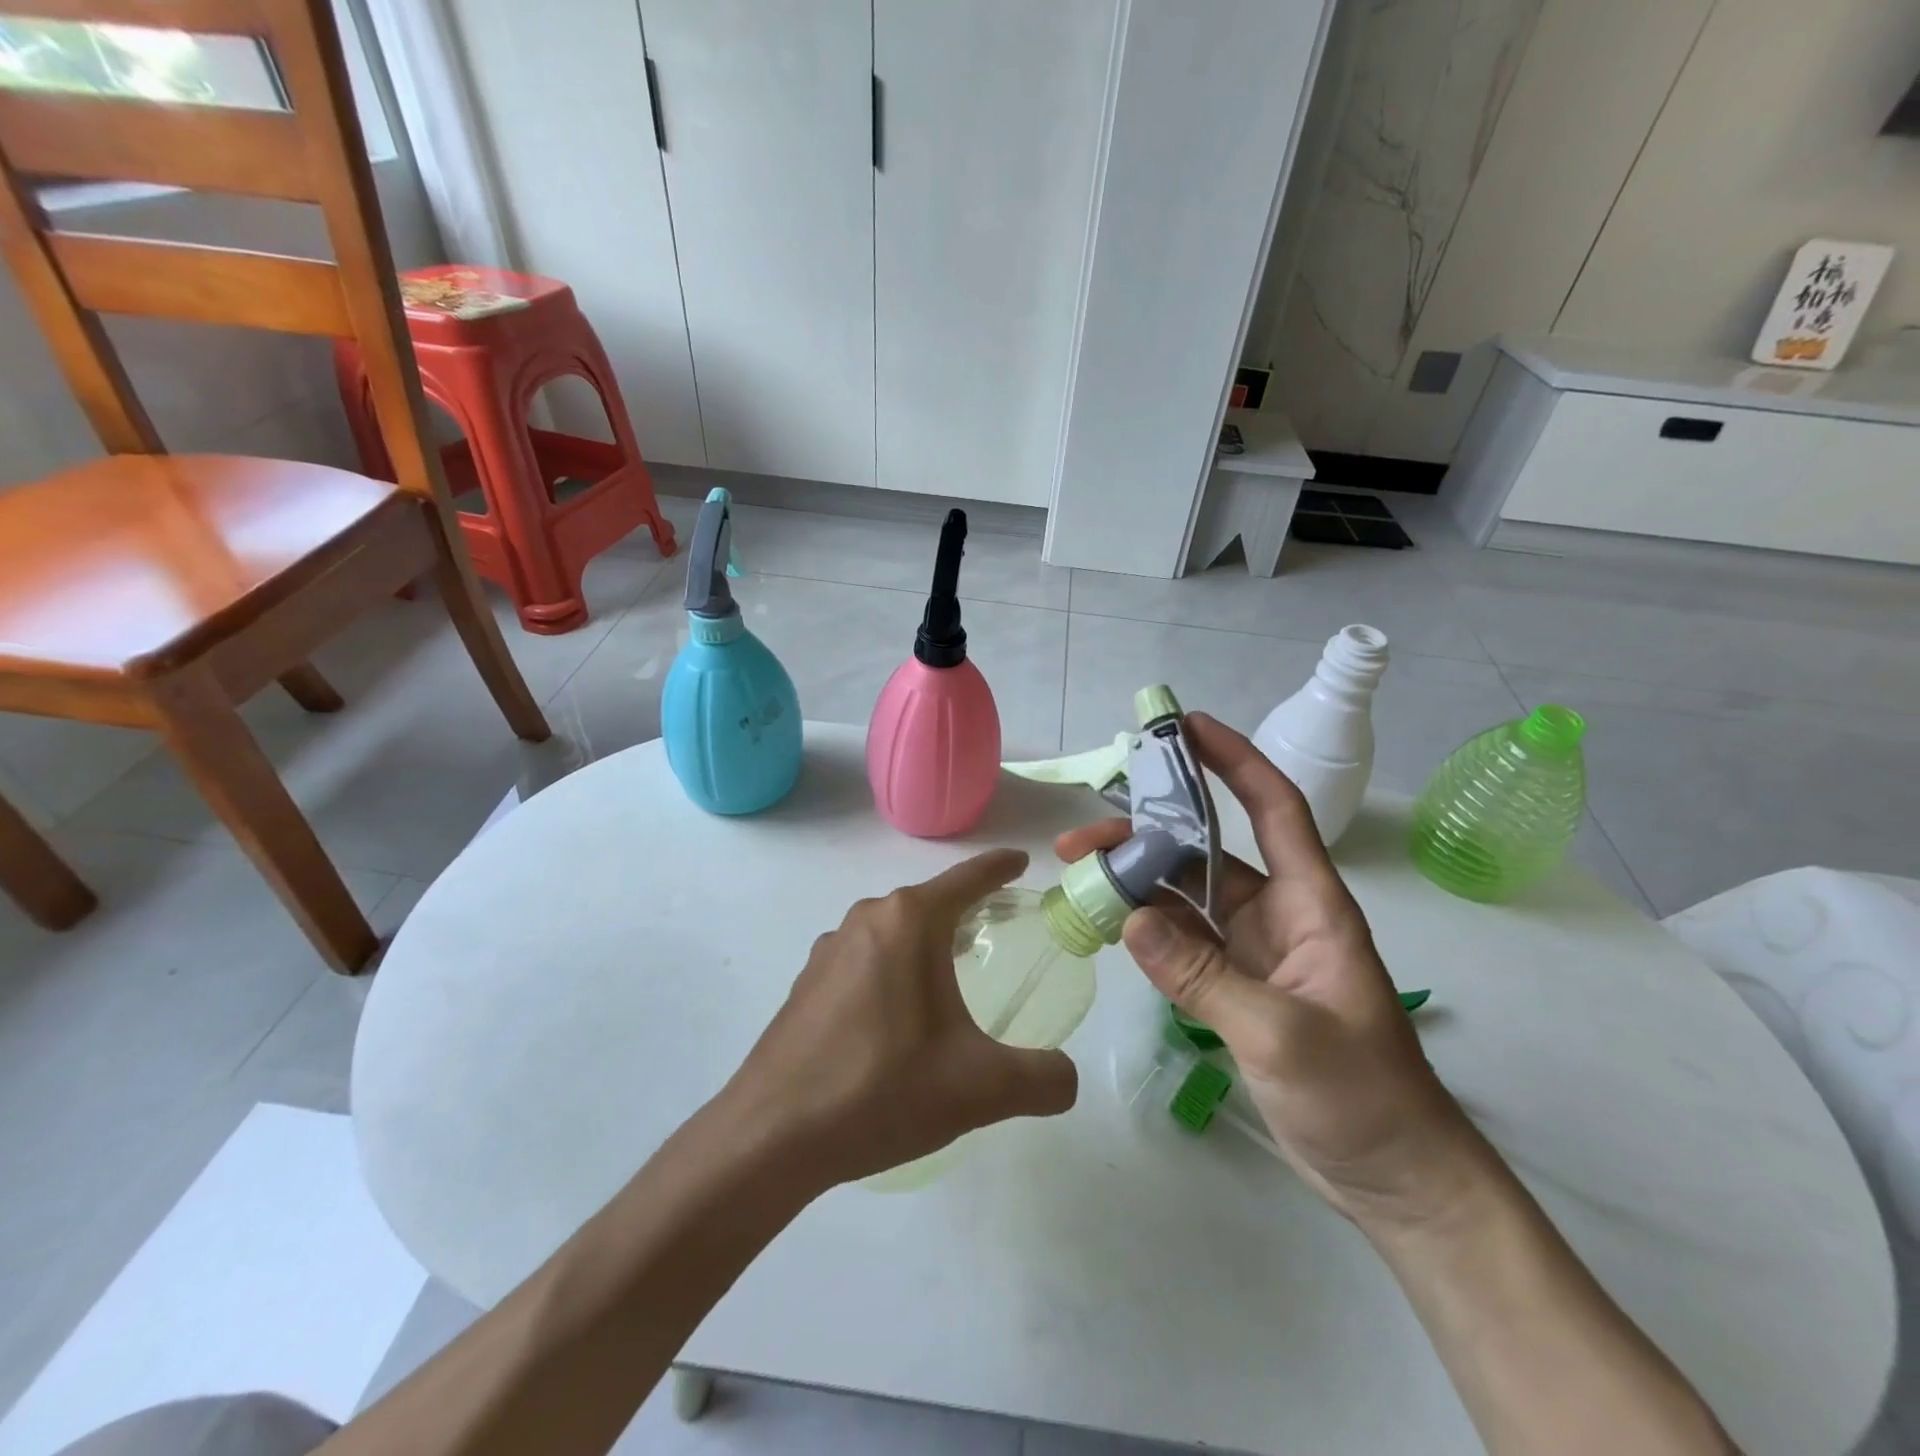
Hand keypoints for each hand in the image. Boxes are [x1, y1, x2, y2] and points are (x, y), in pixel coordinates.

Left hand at [721, 850, 1078, 1190]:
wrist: (771, 1135)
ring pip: (894, 931)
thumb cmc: (881, 1089)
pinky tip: (898, 1018)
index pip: (967, 879)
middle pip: (930, 902)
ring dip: (926, 943)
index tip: (1021, 860)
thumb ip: (1042, 1080)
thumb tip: (1068, 1080)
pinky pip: (866, 959)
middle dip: (966, 910)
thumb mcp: (979, 1088)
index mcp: (908, 921)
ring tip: (952, 979)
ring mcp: (829, 949)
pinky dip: (893, 970)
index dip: (999, 868)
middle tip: (998, 930)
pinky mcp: (807, 982)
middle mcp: (867, 919)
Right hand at [1056, 714, 1489, 1230]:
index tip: (1187, 728)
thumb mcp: (1282, 1035)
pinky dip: (1145, 929)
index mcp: (1311, 905)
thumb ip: (1203, 976)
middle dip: (1146, 835)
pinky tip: (1108, 925)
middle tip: (1080, 841)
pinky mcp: (1235, 986)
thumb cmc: (1363, 1097)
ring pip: (1185, 896)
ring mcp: (1253, 951)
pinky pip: (1181, 941)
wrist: (1394, 1177)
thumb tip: (1129, 919)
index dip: (1235, 760)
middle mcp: (1278, 914)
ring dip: (1136, 883)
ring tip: (1080, 879)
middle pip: (1205, 852)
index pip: (1275, 809)